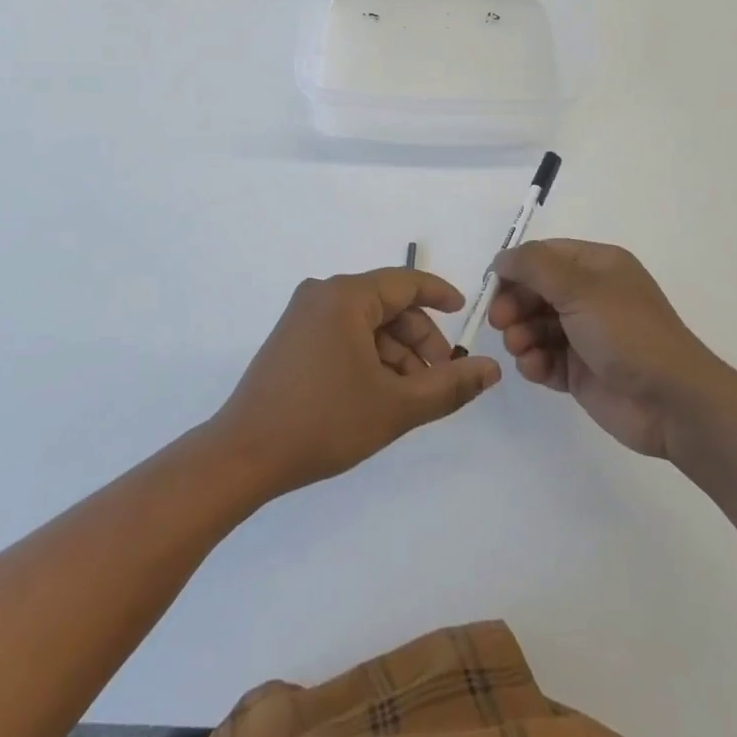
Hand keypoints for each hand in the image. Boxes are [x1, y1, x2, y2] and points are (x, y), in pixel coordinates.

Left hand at [211, 268, 501, 496]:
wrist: (244, 454)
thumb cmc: (324, 421)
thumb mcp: (396, 405)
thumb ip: (449, 385)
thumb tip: (492, 368)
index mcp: (345, 296)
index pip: (405, 282)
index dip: (440, 295)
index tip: (465, 313)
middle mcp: (322, 294)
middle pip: (387, 305)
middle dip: (419, 339)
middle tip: (439, 379)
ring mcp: (302, 316)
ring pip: (366, 323)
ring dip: (395, 353)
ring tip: (411, 397)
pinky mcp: (292, 339)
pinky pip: (343, 334)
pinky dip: (369, 357)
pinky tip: (380, 394)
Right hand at [489, 239, 727, 462]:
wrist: (672, 402)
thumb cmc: (627, 332)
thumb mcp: (579, 287)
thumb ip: (534, 267)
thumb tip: (501, 259)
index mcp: (597, 266)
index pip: (545, 255)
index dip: (516, 268)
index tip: (493, 286)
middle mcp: (590, 296)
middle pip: (535, 291)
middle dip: (514, 305)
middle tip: (501, 322)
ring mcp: (585, 335)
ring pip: (535, 326)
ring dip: (520, 335)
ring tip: (521, 348)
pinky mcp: (580, 371)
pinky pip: (544, 358)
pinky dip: (534, 362)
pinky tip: (535, 369)